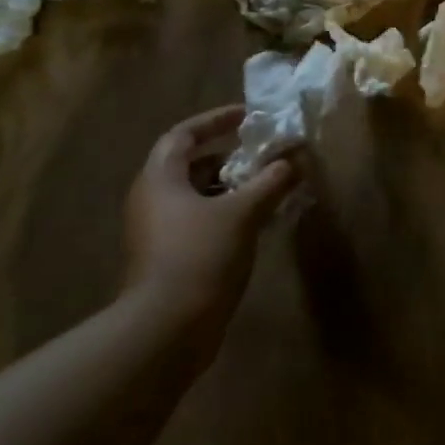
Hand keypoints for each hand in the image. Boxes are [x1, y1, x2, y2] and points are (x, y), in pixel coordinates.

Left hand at [122, 106, 297, 358]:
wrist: (167, 329)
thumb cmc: (201, 256)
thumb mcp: (243, 213)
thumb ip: (270, 182)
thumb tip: (292, 162)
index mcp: (160, 179)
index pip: (184, 135)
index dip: (215, 120)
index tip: (246, 115)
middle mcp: (152, 200)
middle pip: (190, 165)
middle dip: (228, 157)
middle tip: (262, 155)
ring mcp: (157, 232)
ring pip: (196, 196)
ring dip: (230, 188)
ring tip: (267, 187)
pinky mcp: (167, 258)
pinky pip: (199, 221)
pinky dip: (226, 214)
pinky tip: (256, 223)